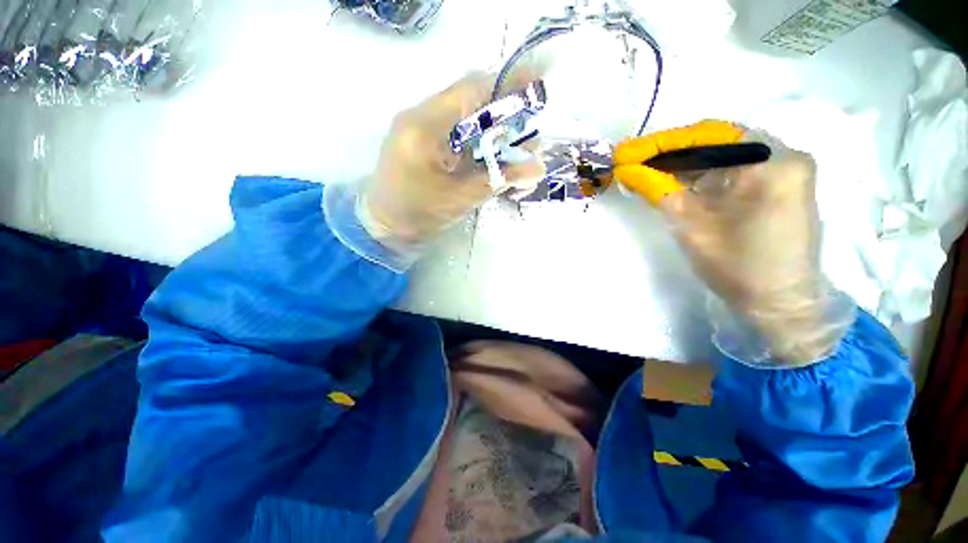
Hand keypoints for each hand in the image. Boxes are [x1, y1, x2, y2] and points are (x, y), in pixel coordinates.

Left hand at [360, 72, 544, 250]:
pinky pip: (461, 134)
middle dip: (507, 120)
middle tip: (530, 145)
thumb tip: (538, 168)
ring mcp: (423, 127)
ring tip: (517, 160)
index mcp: (424, 126)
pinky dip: (483, 146)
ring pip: (470, 119)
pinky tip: (496, 164)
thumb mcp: (460, 199)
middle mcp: (422, 116)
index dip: (508, 86)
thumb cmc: (417, 216)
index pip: (472, 90)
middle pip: (474, 102)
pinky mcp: (427, 141)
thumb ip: (498, 180)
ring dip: (497, 135)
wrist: (384, 228)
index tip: (539, 90)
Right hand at [615, 124, 853, 363]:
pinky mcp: (782, 185)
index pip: (710, 135)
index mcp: (772, 162)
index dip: (665, 143)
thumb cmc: (737, 266)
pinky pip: (737, 170)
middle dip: (675, 154)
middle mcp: (787, 155)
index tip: (631, 152)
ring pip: (726, 155)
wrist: (778, 302)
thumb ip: (660, 191)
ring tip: (652, 175)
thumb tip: (628, 170)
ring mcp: (788, 170)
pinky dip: (706, 176)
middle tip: (638, 165)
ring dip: (688, 166)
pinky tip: (682, 186)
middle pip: (719, 142)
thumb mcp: (690, 226)